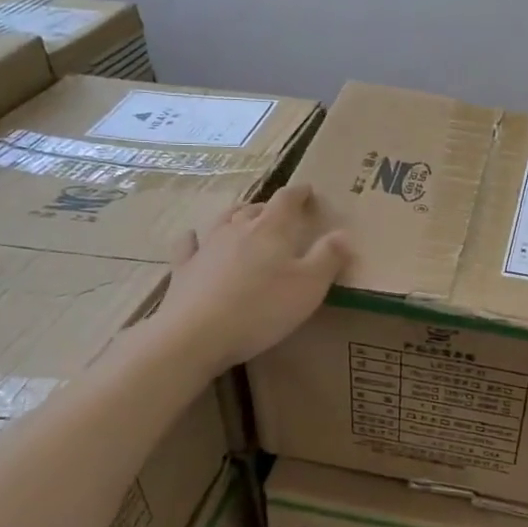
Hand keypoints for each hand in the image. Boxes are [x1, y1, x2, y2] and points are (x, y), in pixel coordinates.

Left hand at [154, 182, 349, 374]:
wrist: (196, 335)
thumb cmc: (262, 308)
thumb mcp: (309, 286)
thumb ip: (329, 257)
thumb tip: (343, 233)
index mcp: (271, 230)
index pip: (287, 199)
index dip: (299, 193)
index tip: (308, 191)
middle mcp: (237, 229)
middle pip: (254, 208)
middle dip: (270, 207)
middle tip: (281, 213)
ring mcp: (206, 248)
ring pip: (223, 221)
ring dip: (237, 215)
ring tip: (244, 218)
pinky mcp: (184, 270)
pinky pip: (188, 245)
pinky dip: (194, 238)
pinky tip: (193, 238)